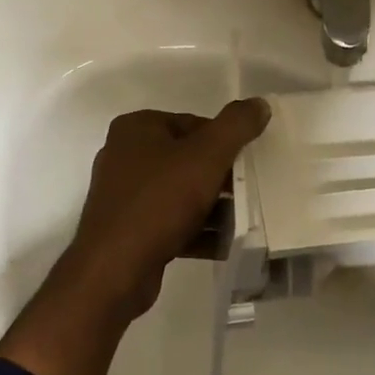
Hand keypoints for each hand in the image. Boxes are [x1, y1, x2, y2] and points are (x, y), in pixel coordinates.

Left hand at [59, 100, 271, 322]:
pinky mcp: (130, 231)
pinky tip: (227, 243)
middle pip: (188, 159)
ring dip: (214, 207)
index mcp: (137, 129)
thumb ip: (236, 126)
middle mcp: (125, 157)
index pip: (193, 123)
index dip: (225, 141)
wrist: (114, 270)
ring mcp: (126, 196)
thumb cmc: (159, 201)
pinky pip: (173, 223)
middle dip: (221, 176)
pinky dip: (199, 231)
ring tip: (247, 218)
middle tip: (252, 190)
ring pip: (181, 194)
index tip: (249, 162)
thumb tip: (260, 104)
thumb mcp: (206, 156)